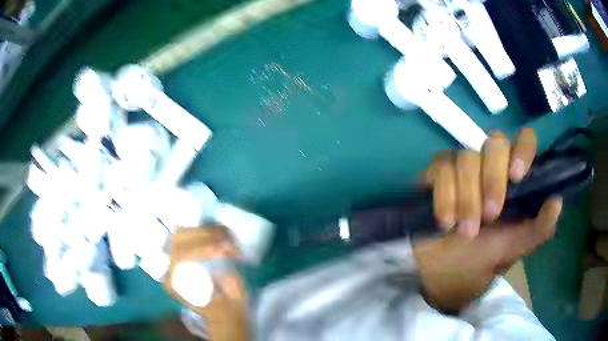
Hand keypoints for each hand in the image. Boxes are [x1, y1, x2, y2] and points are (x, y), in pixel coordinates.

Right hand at [414, 128, 561, 311]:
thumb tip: (557, 200)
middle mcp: (490, 165)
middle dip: (492, 179)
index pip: (523, 140)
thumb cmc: (481, 259)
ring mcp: (462, 167)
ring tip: (465, 231)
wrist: (440, 272)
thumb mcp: (514, 249)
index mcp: (513, 179)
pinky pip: (441, 168)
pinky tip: (445, 221)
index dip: (523, 148)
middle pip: (494, 142)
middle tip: (489, 216)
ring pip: (466, 157)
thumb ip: (538, 229)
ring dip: (467, 197)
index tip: (517, 176)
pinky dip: (445, 196)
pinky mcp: (437, 173)